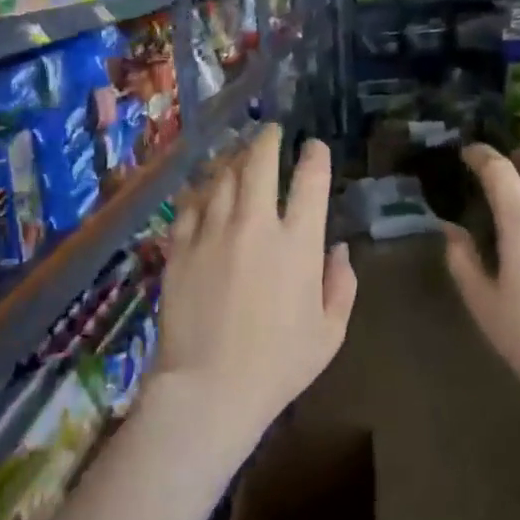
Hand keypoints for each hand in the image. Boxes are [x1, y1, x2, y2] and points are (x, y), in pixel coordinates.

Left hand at [154, 125, 356, 456]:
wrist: (210, 387)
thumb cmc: (280, 364)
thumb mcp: (331, 331)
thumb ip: (341, 284)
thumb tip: (338, 249)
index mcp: (297, 244)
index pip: (310, 181)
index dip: (314, 156)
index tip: (314, 147)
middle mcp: (254, 226)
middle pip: (258, 164)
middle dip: (266, 140)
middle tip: (269, 132)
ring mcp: (211, 233)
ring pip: (220, 177)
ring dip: (232, 158)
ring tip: (236, 152)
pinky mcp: (179, 249)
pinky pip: (189, 205)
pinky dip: (199, 190)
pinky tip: (202, 187)